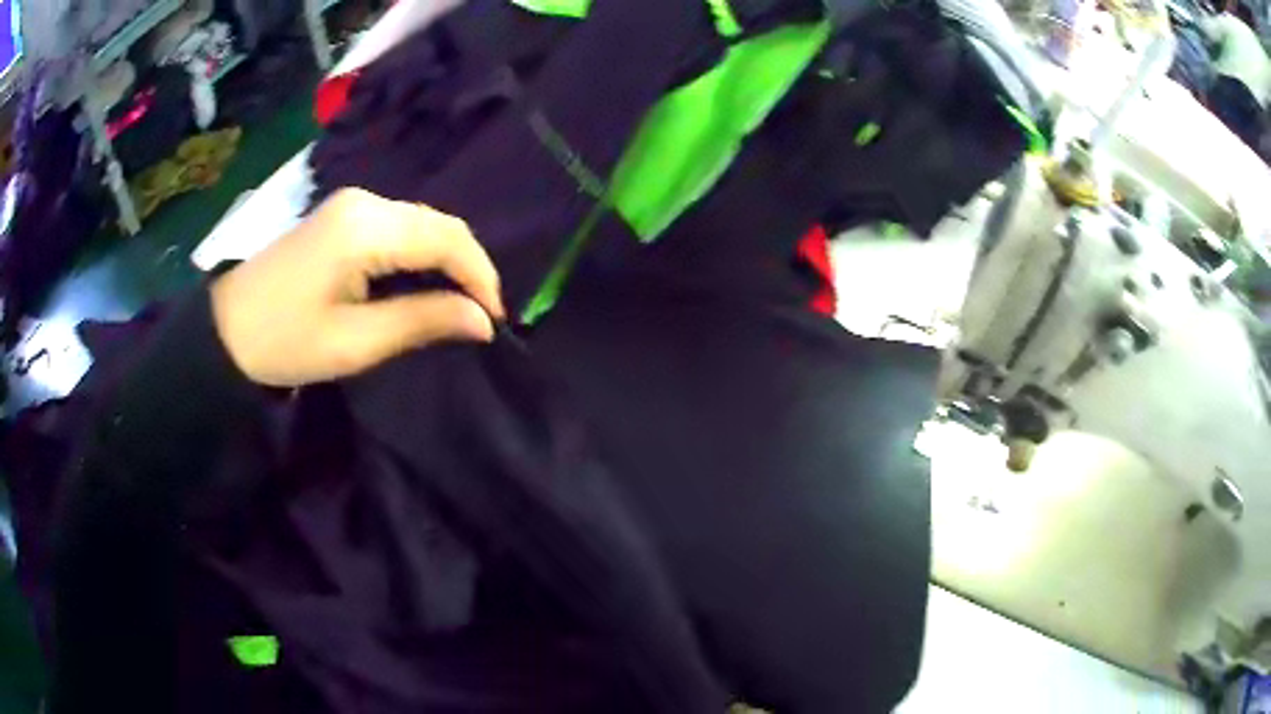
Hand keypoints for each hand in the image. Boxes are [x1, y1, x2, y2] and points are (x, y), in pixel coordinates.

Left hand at [211, 188, 504, 386]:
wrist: (225, 328)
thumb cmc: (285, 341)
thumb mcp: (355, 342)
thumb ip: (422, 322)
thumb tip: (484, 321)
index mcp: (366, 228)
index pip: (447, 238)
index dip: (480, 276)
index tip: (496, 320)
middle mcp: (365, 201)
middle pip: (439, 223)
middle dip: (469, 267)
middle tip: (482, 315)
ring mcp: (352, 204)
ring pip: (423, 222)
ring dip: (447, 260)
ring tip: (459, 304)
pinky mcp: (343, 214)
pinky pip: (401, 226)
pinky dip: (422, 254)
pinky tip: (424, 282)